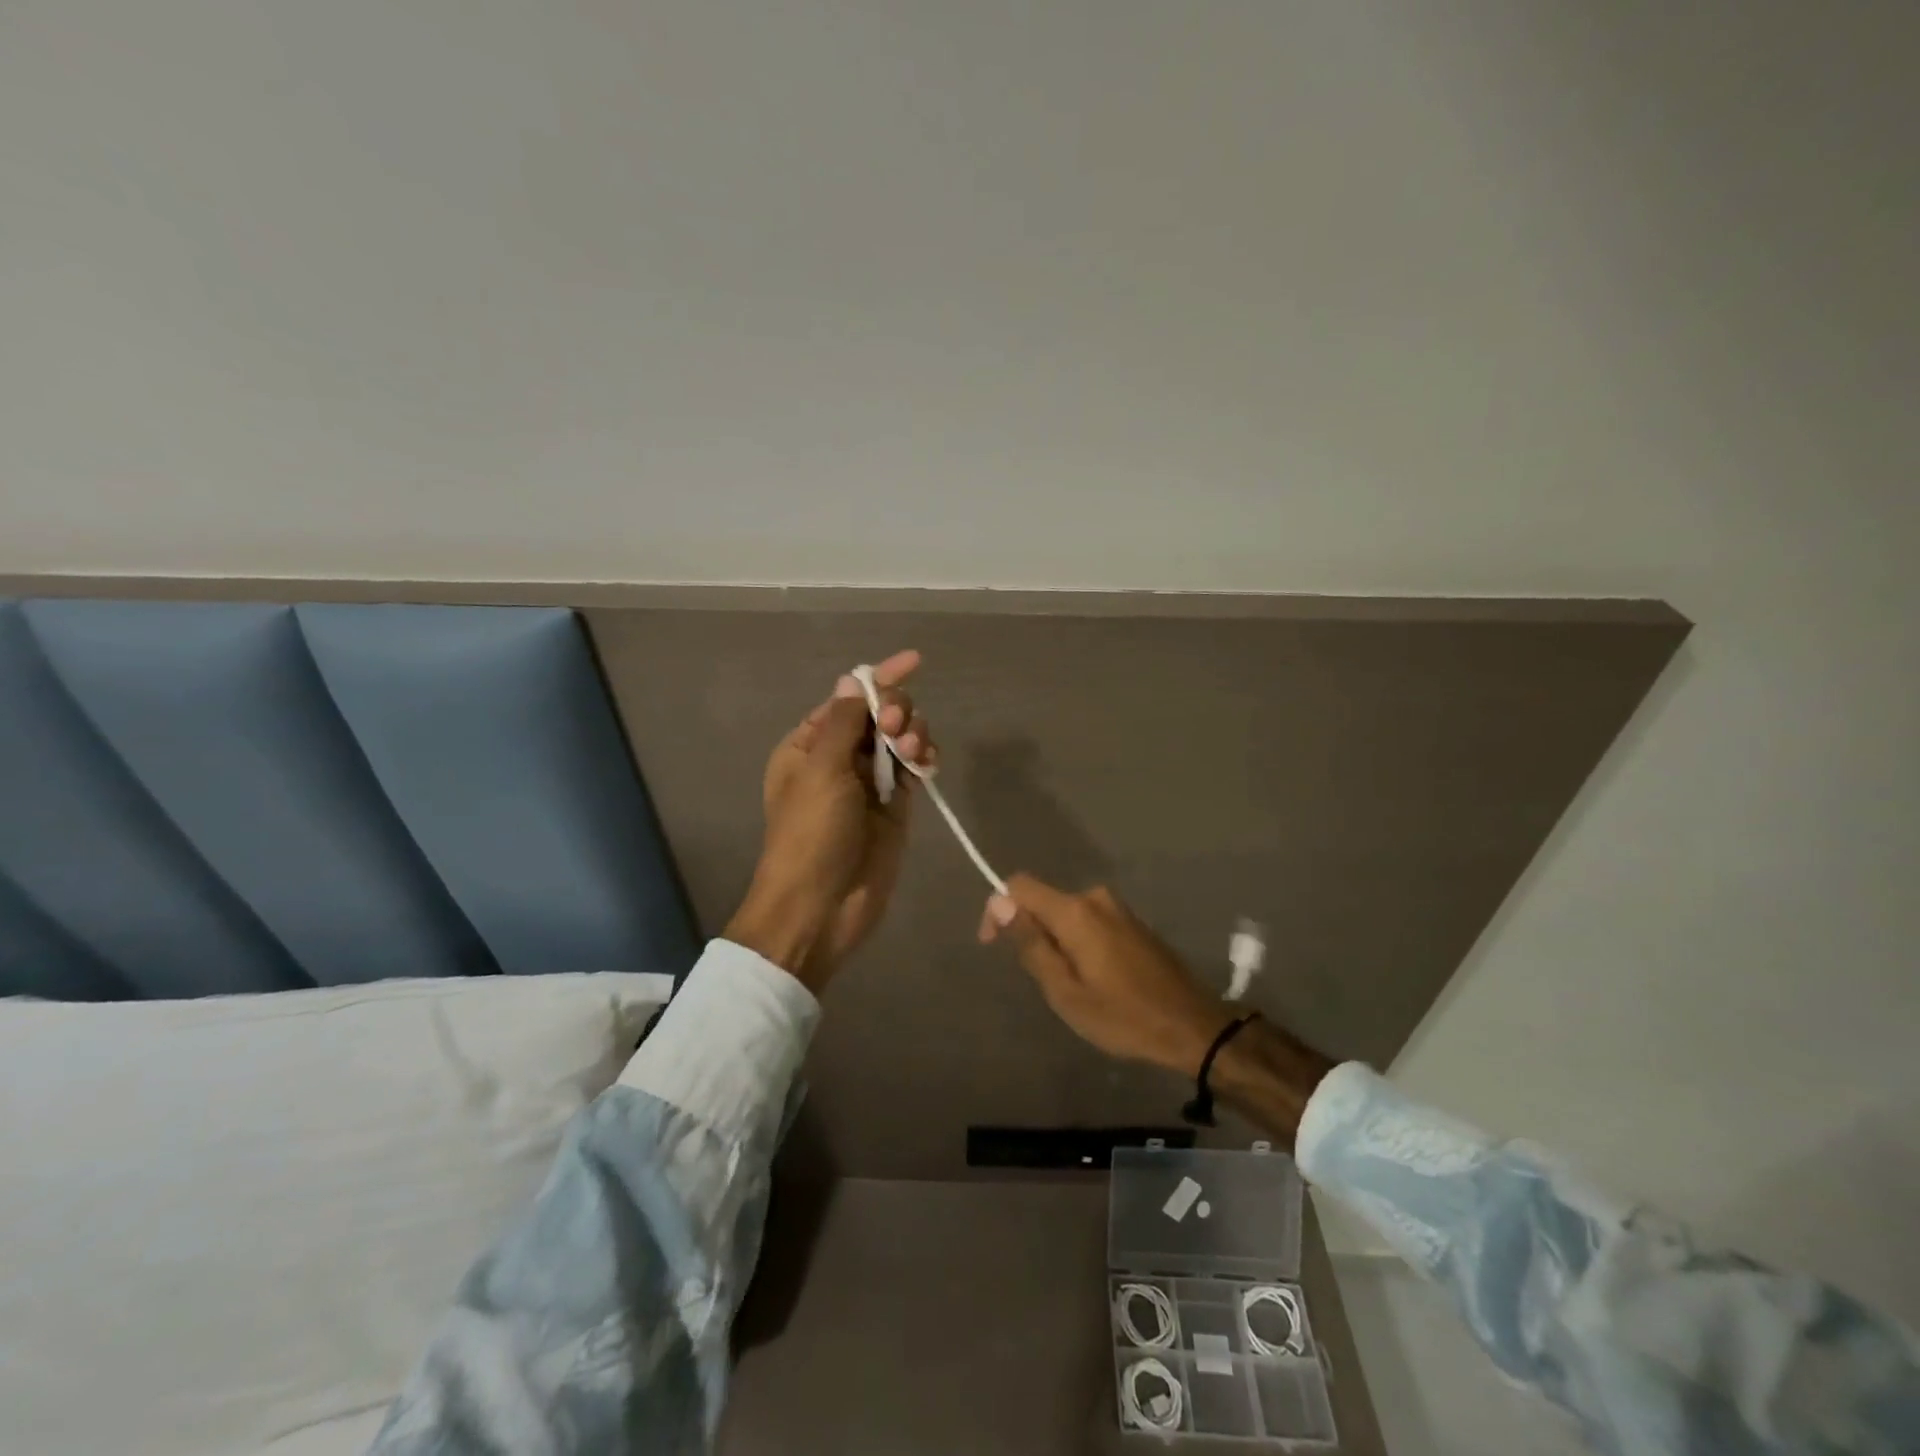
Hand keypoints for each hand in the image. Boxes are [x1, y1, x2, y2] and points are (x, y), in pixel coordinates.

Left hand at [726, 649, 934, 992]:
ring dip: (912, 734)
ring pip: (900, 740)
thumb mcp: (820, 770)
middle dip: (895, 710)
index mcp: (809, 745)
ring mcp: (869, 784)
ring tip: (912, 751)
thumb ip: (844, 721)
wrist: (820, 907)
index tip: (914, 661)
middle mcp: (839, 759)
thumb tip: (854, 678)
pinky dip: (923, 758)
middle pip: (879, 715)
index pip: (849, 699)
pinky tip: (927, 761)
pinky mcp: (895, 807)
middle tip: (896, 729)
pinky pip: (914, 769)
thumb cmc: (810, 834)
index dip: (880, 678)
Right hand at [978, 875, 1235, 1076]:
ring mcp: (1118, 908)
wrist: (1193, 1026)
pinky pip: (1089, 921)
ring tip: (1069, 986)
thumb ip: (1031, 944)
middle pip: (1044, 901)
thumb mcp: (1065, 991)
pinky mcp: (1133, 922)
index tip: (993, 944)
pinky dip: (1077, 942)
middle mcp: (1096, 898)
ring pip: (1067, 914)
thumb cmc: (1123, 1016)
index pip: (1020, 886)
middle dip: (1031, 932)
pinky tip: (1093, 978)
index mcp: (1076, 911)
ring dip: (1056, 941)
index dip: (998, 908)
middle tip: (1042, 981)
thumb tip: (1000, 903)